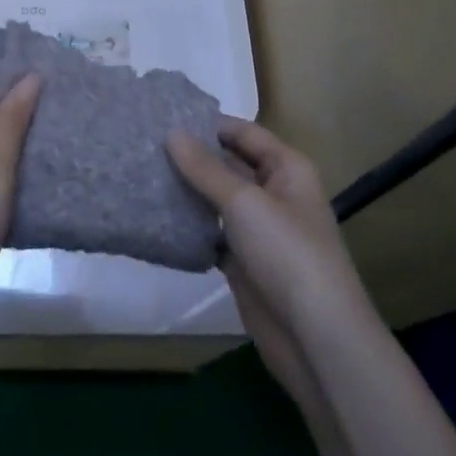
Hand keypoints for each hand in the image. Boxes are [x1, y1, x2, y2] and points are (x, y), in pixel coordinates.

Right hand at [170, 119, 366, 405]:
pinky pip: (210, 233)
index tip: (162, 118)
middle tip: (143, 146)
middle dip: (191, 157)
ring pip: (216, 200)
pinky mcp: (243, 261)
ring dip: (186, 191)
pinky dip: (188, 227)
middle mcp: (273, 193)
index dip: (207, 124)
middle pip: (228, 165)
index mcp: (286, 168)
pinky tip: (154, 217)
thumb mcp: (244, 202)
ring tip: (141, 174)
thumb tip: (171, 132)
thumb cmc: (287, 254)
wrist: (314, 337)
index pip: (242, 133)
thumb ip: (205, 168)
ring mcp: (258, 230)